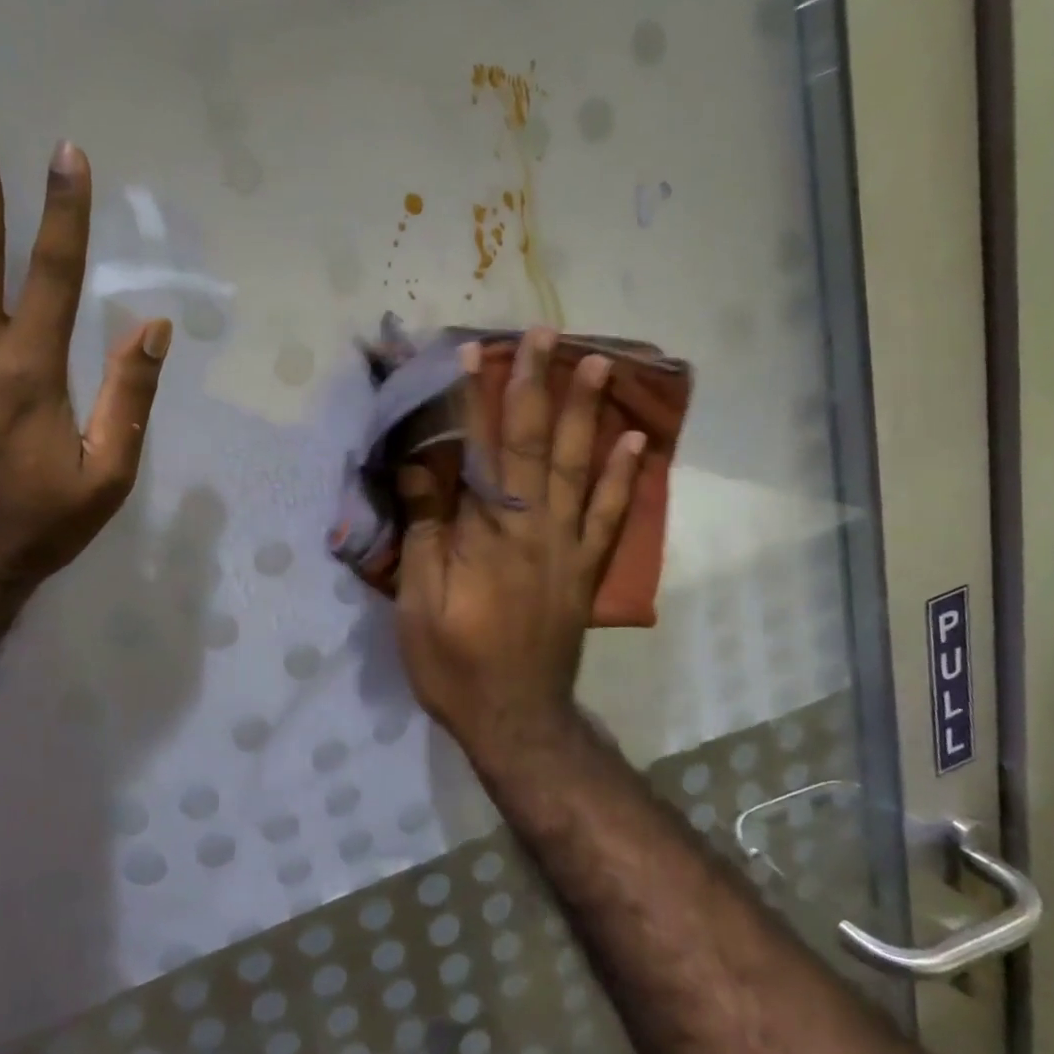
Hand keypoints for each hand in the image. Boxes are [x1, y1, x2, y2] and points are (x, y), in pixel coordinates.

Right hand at [395, 327, 643, 764]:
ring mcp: (568, 546)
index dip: (472, 400)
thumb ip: (426, 529)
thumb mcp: (418, 600)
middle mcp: (533, 527)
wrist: (515, 719)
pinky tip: (635, 439)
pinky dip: (626, 476)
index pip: (477, 452)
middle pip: (535, 444)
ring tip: (597, 363)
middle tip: (544, 333)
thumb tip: (418, 465)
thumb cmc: (453, 662)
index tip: (471, 352)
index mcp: (485, 534)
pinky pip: (612, 515)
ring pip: (580, 467)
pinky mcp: (586, 568)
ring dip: (587, 412)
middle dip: (536, 384)